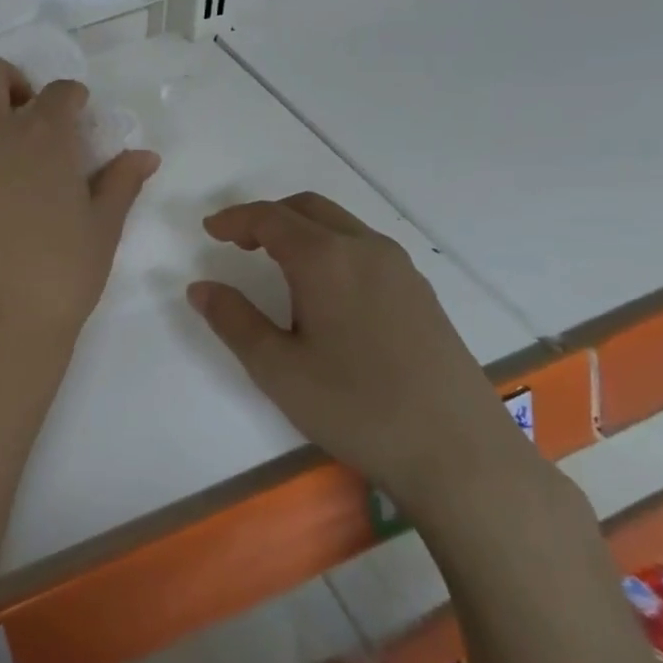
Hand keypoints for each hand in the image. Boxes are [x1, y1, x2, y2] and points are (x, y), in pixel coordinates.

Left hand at [0, 57, 158, 361]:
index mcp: (44, 137)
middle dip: (10, 79)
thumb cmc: (62, 272)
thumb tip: (145, 155)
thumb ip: (122, 183)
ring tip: (2, 142)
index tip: (79, 114)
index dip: (73, 97)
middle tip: (27, 109)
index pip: (59, 91)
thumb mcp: (103, 227)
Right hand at [187, 193, 538, 523]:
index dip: (235, 219)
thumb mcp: (277, 369)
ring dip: (302, 230)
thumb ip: (233, 320)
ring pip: (340, 225)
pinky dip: (331, 248)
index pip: (270, 218)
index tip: (210, 229)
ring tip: (277, 263)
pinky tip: (326, 291)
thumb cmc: (357, 407)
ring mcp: (401, 269)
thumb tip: (201, 287)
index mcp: (326, 258)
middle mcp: (365, 249)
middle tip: (238, 242)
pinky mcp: (422, 294)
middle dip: (267, 217)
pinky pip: (365, 248)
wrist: (461, 454)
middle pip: (308, 208)